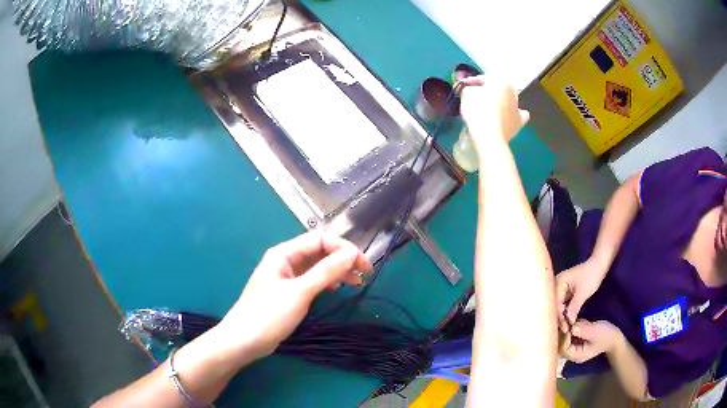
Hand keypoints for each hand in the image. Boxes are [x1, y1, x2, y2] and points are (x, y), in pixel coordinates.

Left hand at [217, 232, 371, 359]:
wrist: (244, 340)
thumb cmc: (269, 314)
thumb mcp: (300, 292)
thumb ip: (326, 271)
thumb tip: (351, 253)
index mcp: (284, 253)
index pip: (319, 239)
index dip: (343, 248)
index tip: (362, 264)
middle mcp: (286, 261)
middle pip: (319, 251)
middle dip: (342, 259)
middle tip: (364, 274)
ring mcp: (287, 277)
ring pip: (317, 267)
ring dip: (337, 271)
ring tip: (356, 282)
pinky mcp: (289, 293)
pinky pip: (312, 280)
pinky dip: (326, 282)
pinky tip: (336, 288)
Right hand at [459, 75, 529, 146]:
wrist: (488, 134)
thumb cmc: (477, 109)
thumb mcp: (466, 93)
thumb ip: (467, 88)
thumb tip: (469, 90)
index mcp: (501, 81)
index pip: (482, 79)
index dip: (470, 82)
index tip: (461, 87)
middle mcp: (513, 92)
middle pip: (497, 89)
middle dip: (487, 92)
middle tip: (475, 97)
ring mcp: (518, 108)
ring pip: (508, 101)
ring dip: (501, 102)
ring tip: (491, 108)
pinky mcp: (519, 123)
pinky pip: (518, 116)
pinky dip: (513, 115)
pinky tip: (508, 117)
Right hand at [555, 257, 607, 331]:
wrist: (600, 264)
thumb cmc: (592, 276)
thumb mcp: (583, 293)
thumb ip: (573, 308)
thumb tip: (567, 323)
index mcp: (559, 282)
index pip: (555, 304)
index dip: (559, 317)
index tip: (565, 329)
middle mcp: (557, 284)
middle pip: (554, 305)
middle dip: (559, 318)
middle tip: (564, 330)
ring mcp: (562, 287)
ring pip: (558, 305)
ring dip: (562, 315)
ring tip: (565, 327)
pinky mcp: (567, 290)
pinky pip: (563, 303)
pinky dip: (565, 311)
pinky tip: (568, 319)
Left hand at [559, 320, 620, 363]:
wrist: (615, 337)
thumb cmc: (606, 336)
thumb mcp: (595, 332)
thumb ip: (583, 330)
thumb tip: (571, 327)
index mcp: (576, 355)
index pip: (563, 348)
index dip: (563, 336)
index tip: (565, 323)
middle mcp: (572, 353)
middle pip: (560, 344)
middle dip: (561, 331)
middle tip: (563, 318)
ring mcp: (574, 347)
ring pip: (563, 338)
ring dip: (564, 328)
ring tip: (565, 317)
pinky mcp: (576, 340)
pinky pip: (568, 334)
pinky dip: (568, 327)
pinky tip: (570, 319)